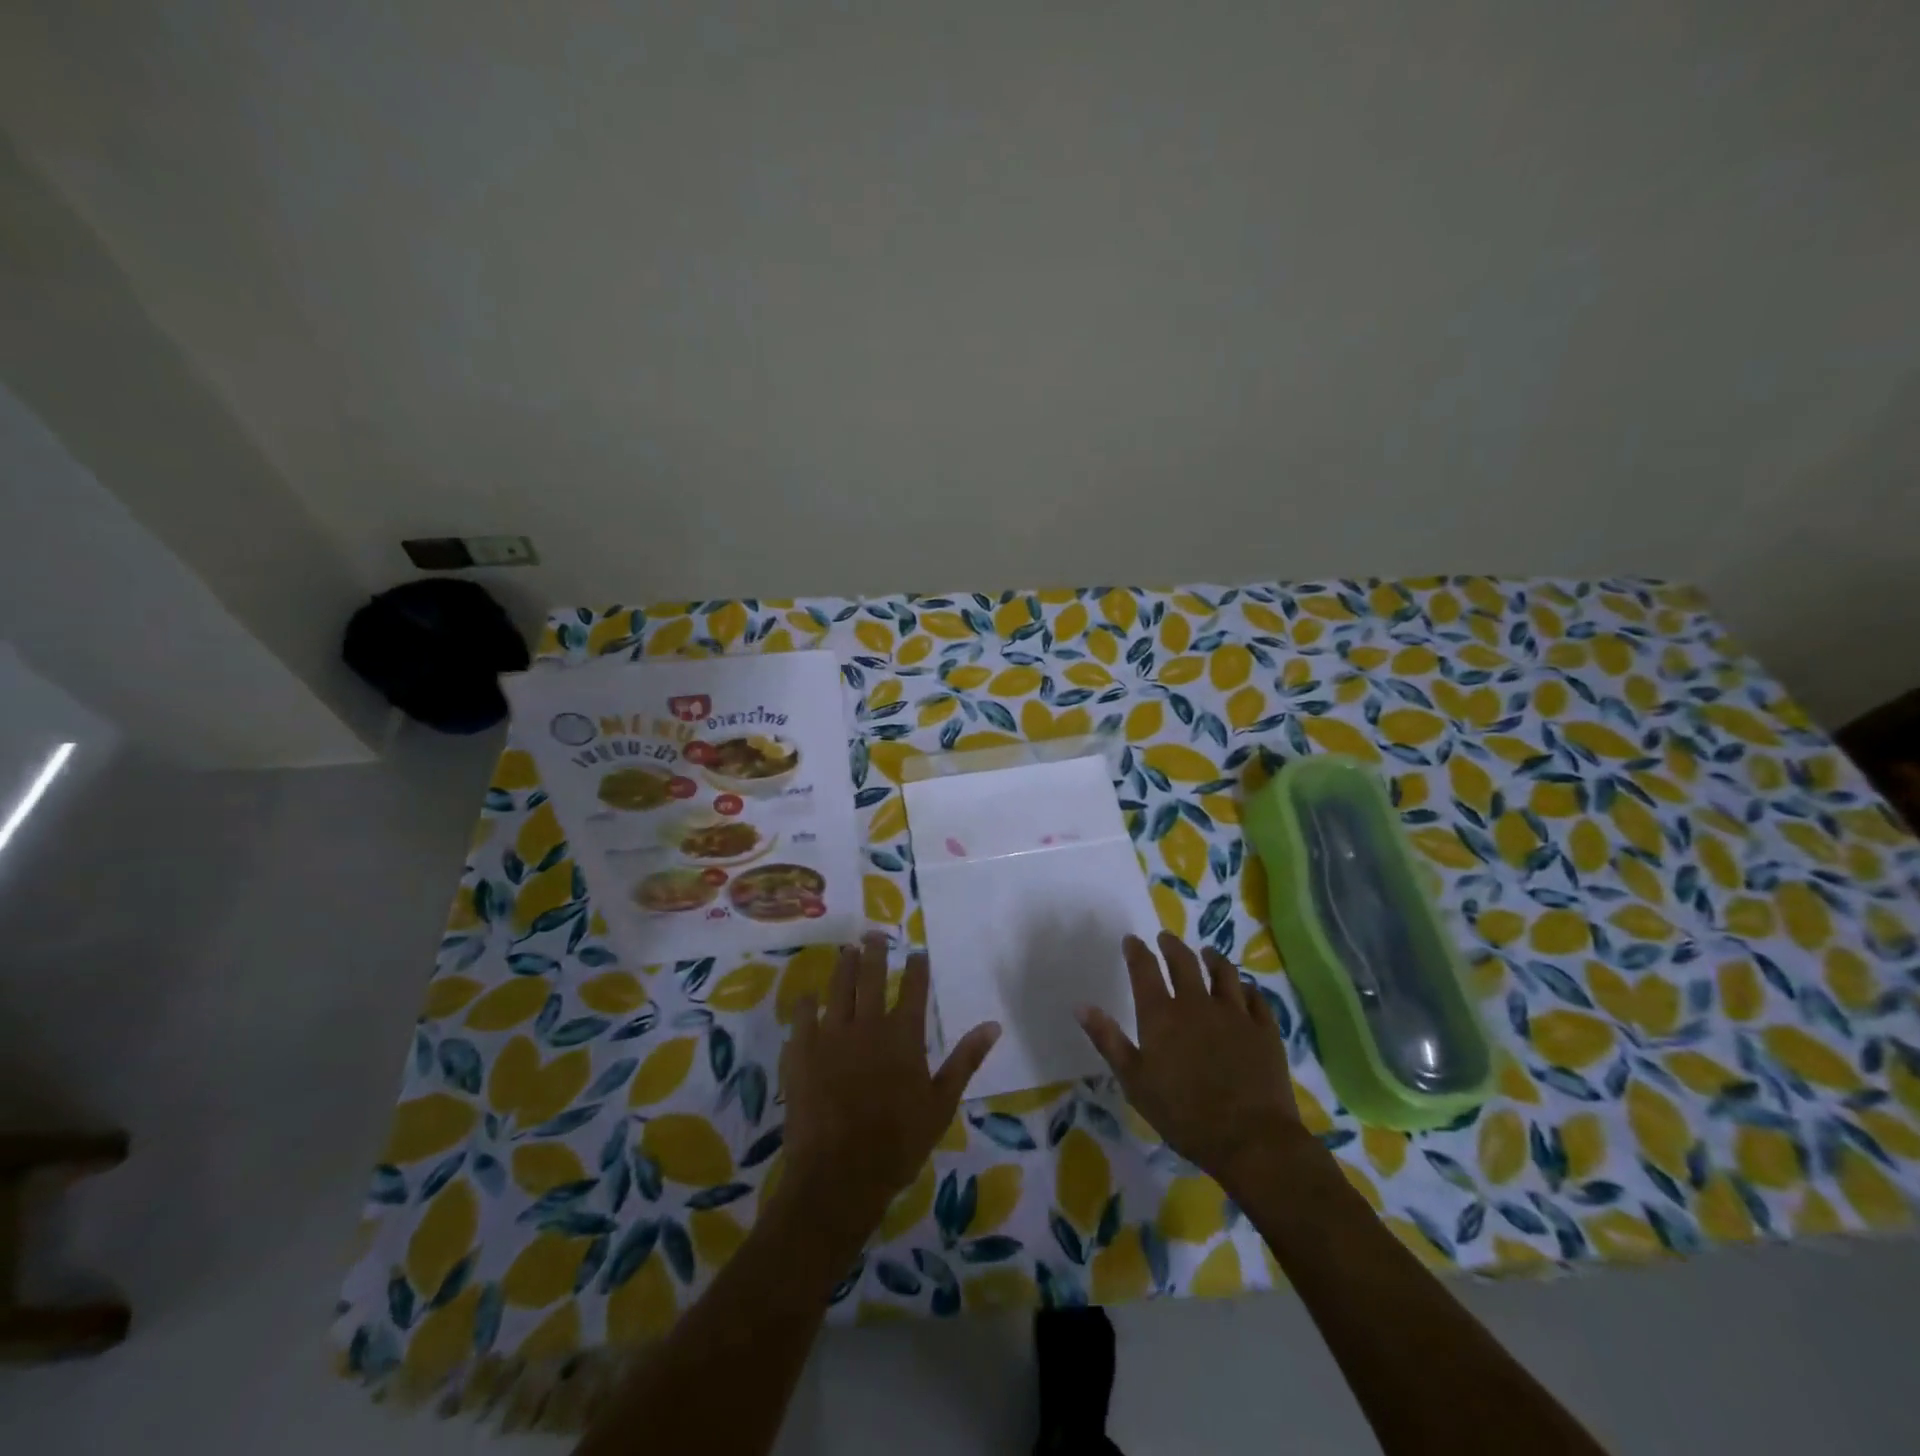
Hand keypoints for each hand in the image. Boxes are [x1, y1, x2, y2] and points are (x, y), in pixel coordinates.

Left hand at [779, 933, 999, 1254]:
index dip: (916, 967)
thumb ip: (965, 1060)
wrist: (839, 1174)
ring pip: (838, 988)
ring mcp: (831, 1035)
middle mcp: (867, 1023)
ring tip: (846, 951)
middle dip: (874, 952)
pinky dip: (806, 1004)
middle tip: (873, 935)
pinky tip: (809, 996)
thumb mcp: (941, 1103)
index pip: (913, 988)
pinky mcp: (801, 1051)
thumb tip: (993, 1025)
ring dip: (843, 966)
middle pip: (870, 976)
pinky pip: (802, 1017)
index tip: (916, 953)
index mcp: (903, 1034)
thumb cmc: (898, 1142)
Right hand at [1077, 931, 1314, 1188]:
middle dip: (1172, 946)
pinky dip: (1246, 988)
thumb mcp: (1134, 1081)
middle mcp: (1197, 1003)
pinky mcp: (1264, 1029)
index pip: (1144, 969)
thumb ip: (1108, 1040)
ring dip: (1213, 958)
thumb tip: (1081, 1006)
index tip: (1132, 940)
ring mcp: (1234, 1013)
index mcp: (1161, 1014)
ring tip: (1208, 953)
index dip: (1137, 951)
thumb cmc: (1183, 1114)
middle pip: (1184, 962)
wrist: (1250, 1139)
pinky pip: (1255, 997)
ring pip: (1224, 972)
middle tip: (1166, 937)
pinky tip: (1244, 989)